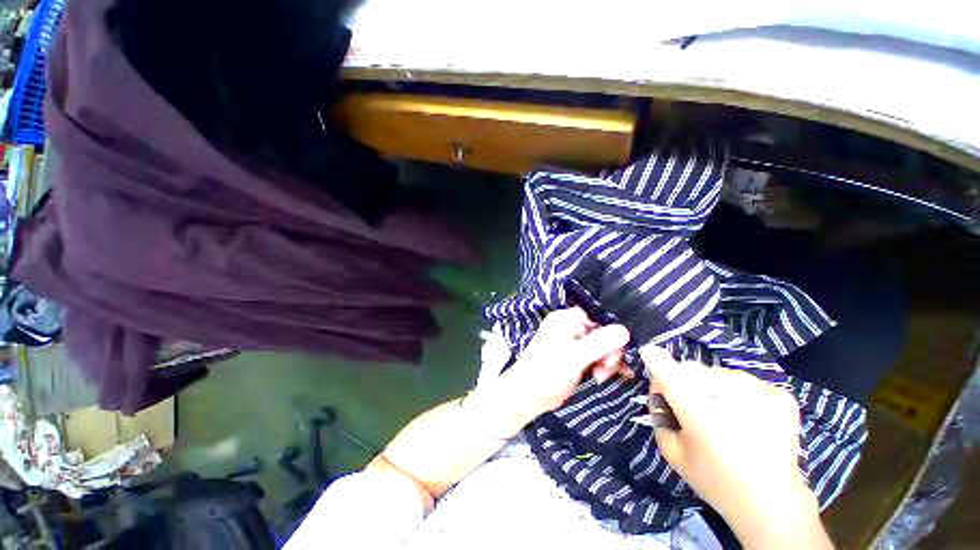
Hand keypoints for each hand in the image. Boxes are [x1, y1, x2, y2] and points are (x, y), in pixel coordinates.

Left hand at [500, 307, 630, 416]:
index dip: (612, 334)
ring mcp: (573, 342)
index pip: (599, 317)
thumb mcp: (576, 356)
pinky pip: (596, 356)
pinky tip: (605, 376)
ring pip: (602, 346)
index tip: (616, 353)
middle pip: (603, 333)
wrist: (529, 395)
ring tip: (600, 377)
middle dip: (609, 352)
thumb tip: (626, 330)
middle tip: (605, 369)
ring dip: (607, 361)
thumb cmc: (548, 371)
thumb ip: (601, 343)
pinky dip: (603, 365)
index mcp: (566, 319)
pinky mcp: (576, 357)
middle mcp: (570, 327)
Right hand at [640, 345, 830, 548]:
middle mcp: (728, 393)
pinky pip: (747, 382)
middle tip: (689, 407)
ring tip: (721, 414)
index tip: (649, 359)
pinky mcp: (780, 397)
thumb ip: (659, 416)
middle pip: (691, 369)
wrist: (771, 503)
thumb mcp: (672, 452)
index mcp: (697, 409)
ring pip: (719, 373)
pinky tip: (746, 416)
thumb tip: (660, 392)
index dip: (655, 361)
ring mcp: (759, 391)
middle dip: (682, 381)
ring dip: (712, 387)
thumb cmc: (714, 480)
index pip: (668, 370)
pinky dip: (741, 394)